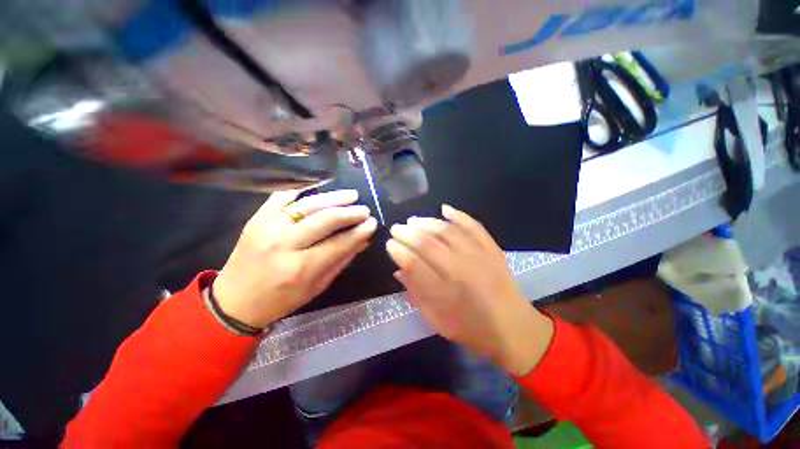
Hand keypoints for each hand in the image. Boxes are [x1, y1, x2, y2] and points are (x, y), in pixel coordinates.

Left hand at [213, 189, 376, 327]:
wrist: (234, 302)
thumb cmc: (281, 300)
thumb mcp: (317, 287)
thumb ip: (341, 261)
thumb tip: (362, 241)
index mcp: (301, 268)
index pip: (339, 243)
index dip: (359, 232)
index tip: (373, 223)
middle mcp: (284, 245)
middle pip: (325, 220)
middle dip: (350, 212)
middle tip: (364, 209)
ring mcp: (267, 228)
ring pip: (306, 205)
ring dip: (332, 198)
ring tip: (351, 195)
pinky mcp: (256, 219)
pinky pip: (281, 197)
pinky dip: (301, 191)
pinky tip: (318, 191)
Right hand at [385, 205, 553, 375]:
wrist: (514, 328)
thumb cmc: (470, 328)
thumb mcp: (436, 319)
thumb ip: (416, 293)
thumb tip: (398, 270)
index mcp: (445, 293)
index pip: (414, 264)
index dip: (398, 251)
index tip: (389, 243)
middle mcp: (461, 270)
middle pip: (428, 244)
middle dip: (407, 233)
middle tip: (396, 228)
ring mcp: (479, 256)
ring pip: (447, 231)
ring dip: (427, 222)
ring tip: (413, 220)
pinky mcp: (492, 249)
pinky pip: (474, 226)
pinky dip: (459, 215)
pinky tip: (444, 208)